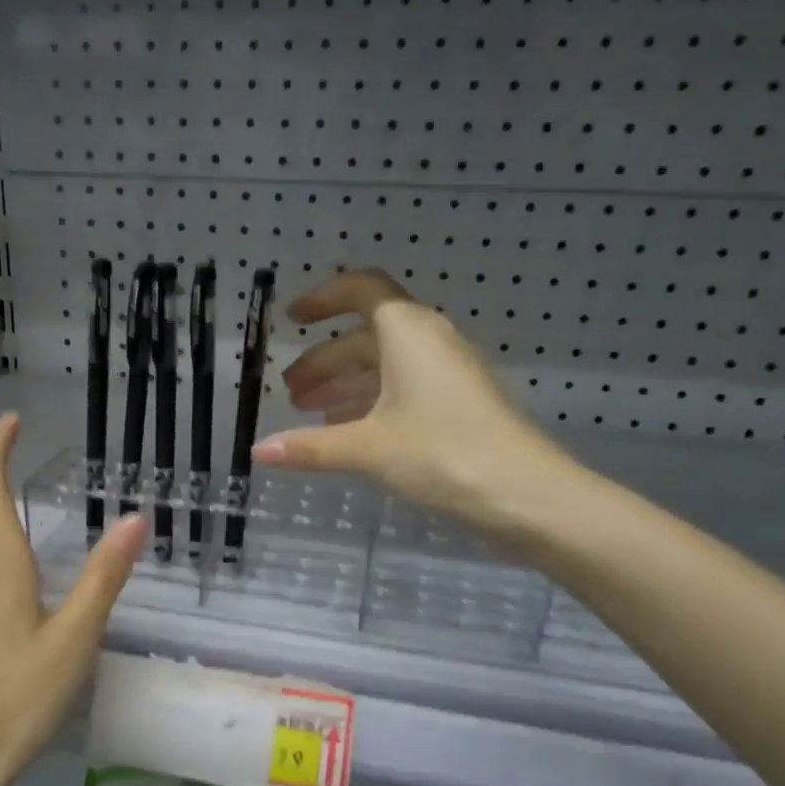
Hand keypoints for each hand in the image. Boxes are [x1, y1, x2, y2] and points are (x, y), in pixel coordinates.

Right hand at [253, 270, 581, 543]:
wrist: (525, 494)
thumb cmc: (443, 453)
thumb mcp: (368, 448)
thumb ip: (311, 447)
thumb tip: (258, 452)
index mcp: (408, 333)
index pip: (362, 291)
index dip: (323, 298)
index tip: (291, 318)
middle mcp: (429, 342)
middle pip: (366, 337)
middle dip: (324, 360)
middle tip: (290, 391)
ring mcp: (446, 375)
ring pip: (383, 367)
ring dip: (344, 384)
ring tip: (307, 411)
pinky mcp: (456, 405)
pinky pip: (401, 390)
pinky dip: (369, 403)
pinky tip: (346, 431)